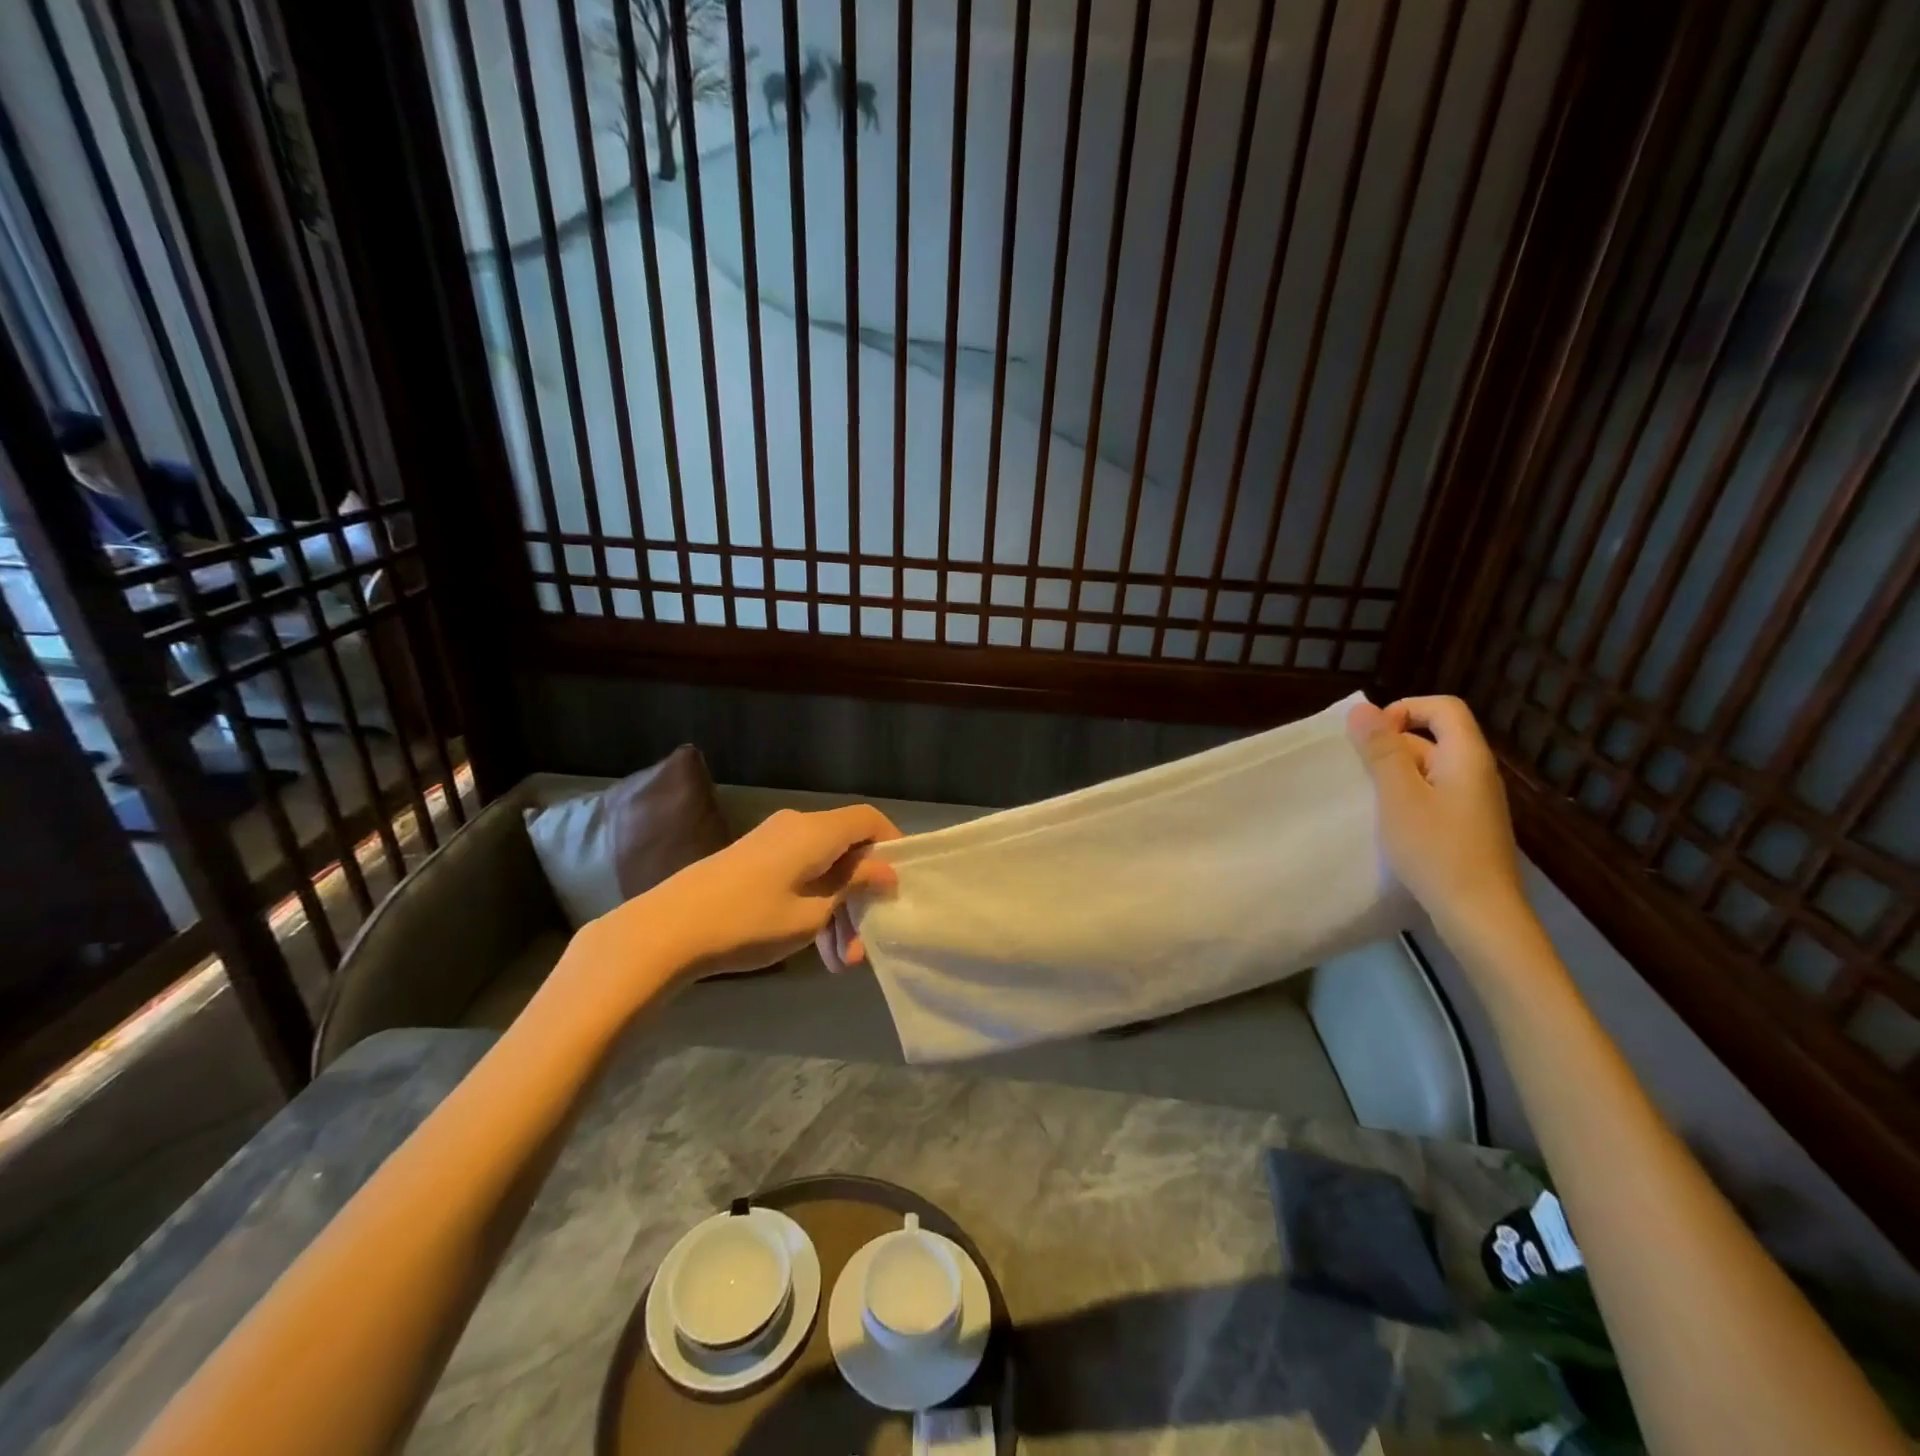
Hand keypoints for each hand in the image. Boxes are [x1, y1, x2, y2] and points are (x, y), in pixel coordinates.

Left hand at [628, 805, 901, 980]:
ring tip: (838, 964)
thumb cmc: (750, 920)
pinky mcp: (753, 862)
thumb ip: (854, 886)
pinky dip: (813, 906)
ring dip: (836, 912)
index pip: (869, 820)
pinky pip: (799, 876)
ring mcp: (772, 844)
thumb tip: (887, 872)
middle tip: (863, 946)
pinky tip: (814, 951)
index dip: (892, 845)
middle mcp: (796, 827)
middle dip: (860, 898)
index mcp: (816, 831)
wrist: (668, 930)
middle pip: (846, 852)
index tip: (901, 885)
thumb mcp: (813, 911)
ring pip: (822, 870)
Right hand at [1346, 695, 1525, 932]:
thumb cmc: (1436, 849)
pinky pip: (1434, 795)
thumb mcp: (1398, 796)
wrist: (1479, 914)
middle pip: (1433, 737)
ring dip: (1395, 776)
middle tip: (1360, 774)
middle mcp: (1476, 772)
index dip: (1404, 710)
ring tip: (1369, 800)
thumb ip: (1381, 750)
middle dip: (1391, 747)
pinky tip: (1390, 824)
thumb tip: (1363, 707)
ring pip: (1429, 769)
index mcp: (1466, 756)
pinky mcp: (1467, 827)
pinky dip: (1407, 799)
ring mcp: (1474, 802)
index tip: (1371, 737)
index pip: (1442, 708)